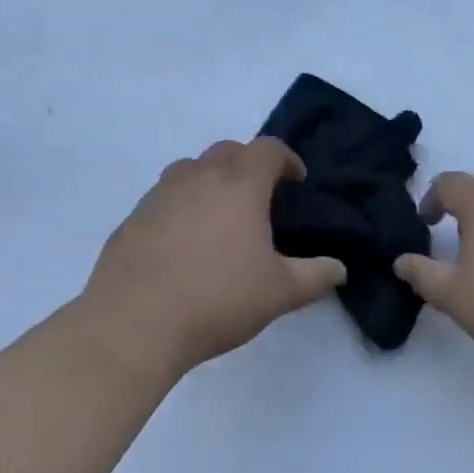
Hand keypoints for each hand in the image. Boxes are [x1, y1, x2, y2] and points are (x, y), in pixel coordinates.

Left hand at [79, 138, 346, 381]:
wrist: (134, 323)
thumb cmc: (217, 298)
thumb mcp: (278, 292)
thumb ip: (314, 276)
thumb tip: (340, 269)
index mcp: (240, 182)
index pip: (269, 149)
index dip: (287, 159)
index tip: (296, 180)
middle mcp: (200, 175)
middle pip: (229, 150)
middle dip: (249, 164)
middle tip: (260, 197)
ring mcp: (161, 193)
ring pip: (192, 169)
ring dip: (211, 180)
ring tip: (219, 215)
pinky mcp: (133, 217)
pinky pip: (164, 197)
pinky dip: (180, 206)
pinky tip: (182, 242)